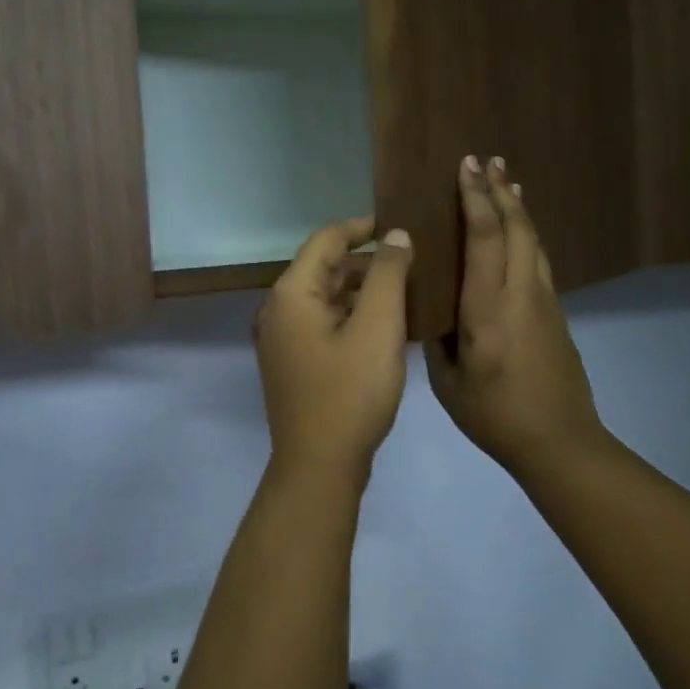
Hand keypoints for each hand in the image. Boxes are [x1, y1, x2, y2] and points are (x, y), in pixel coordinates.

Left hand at [255, 216, 413, 484]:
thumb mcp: (378, 328)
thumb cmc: (351, 392)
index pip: (326, 240)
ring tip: (406, 290)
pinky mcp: (293, 363)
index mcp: (291, 294)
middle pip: (324, 268)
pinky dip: (352, 316)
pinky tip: (386, 325)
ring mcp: (282, 339)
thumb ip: (388, 275)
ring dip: (362, 291)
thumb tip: (394, 234)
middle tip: (411, 260)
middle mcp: (278, 310)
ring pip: (325, 298)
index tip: (399, 223)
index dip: (362, 227)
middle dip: (366, 262)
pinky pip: (323, 324)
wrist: (320, 465)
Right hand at [427, 157, 603, 479]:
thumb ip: (438, 338)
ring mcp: (544, 301)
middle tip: (489, 160)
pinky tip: (519, 233)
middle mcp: (521, 292)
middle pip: (516, 227)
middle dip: (501, 190)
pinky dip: (526, 235)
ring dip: (519, 208)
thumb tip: (432, 310)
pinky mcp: (556, 314)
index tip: (466, 167)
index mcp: (489, 306)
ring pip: (532, 240)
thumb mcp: (448, 381)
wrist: (560, 442)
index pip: (484, 236)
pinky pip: (537, 260)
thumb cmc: (495, 415)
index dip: (476, 197)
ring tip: (508, 182)